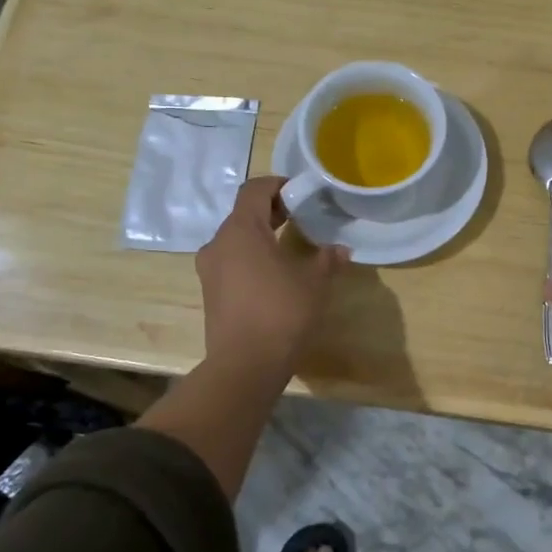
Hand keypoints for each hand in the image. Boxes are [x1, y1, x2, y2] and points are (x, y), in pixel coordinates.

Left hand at [196, 176, 349, 372]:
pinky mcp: (211, 294)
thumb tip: (341, 249)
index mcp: (240, 230)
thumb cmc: (281, 312)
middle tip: (301, 217)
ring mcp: (210, 270)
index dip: (278, 185)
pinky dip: (252, 259)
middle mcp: (218, 244)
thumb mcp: (315, 283)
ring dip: (261, 237)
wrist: (245, 366)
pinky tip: (275, 276)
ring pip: (236, 240)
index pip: (254, 189)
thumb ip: (327, 259)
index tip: (301, 194)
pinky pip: (231, 263)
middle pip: (243, 214)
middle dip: (272, 211)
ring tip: (290, 248)